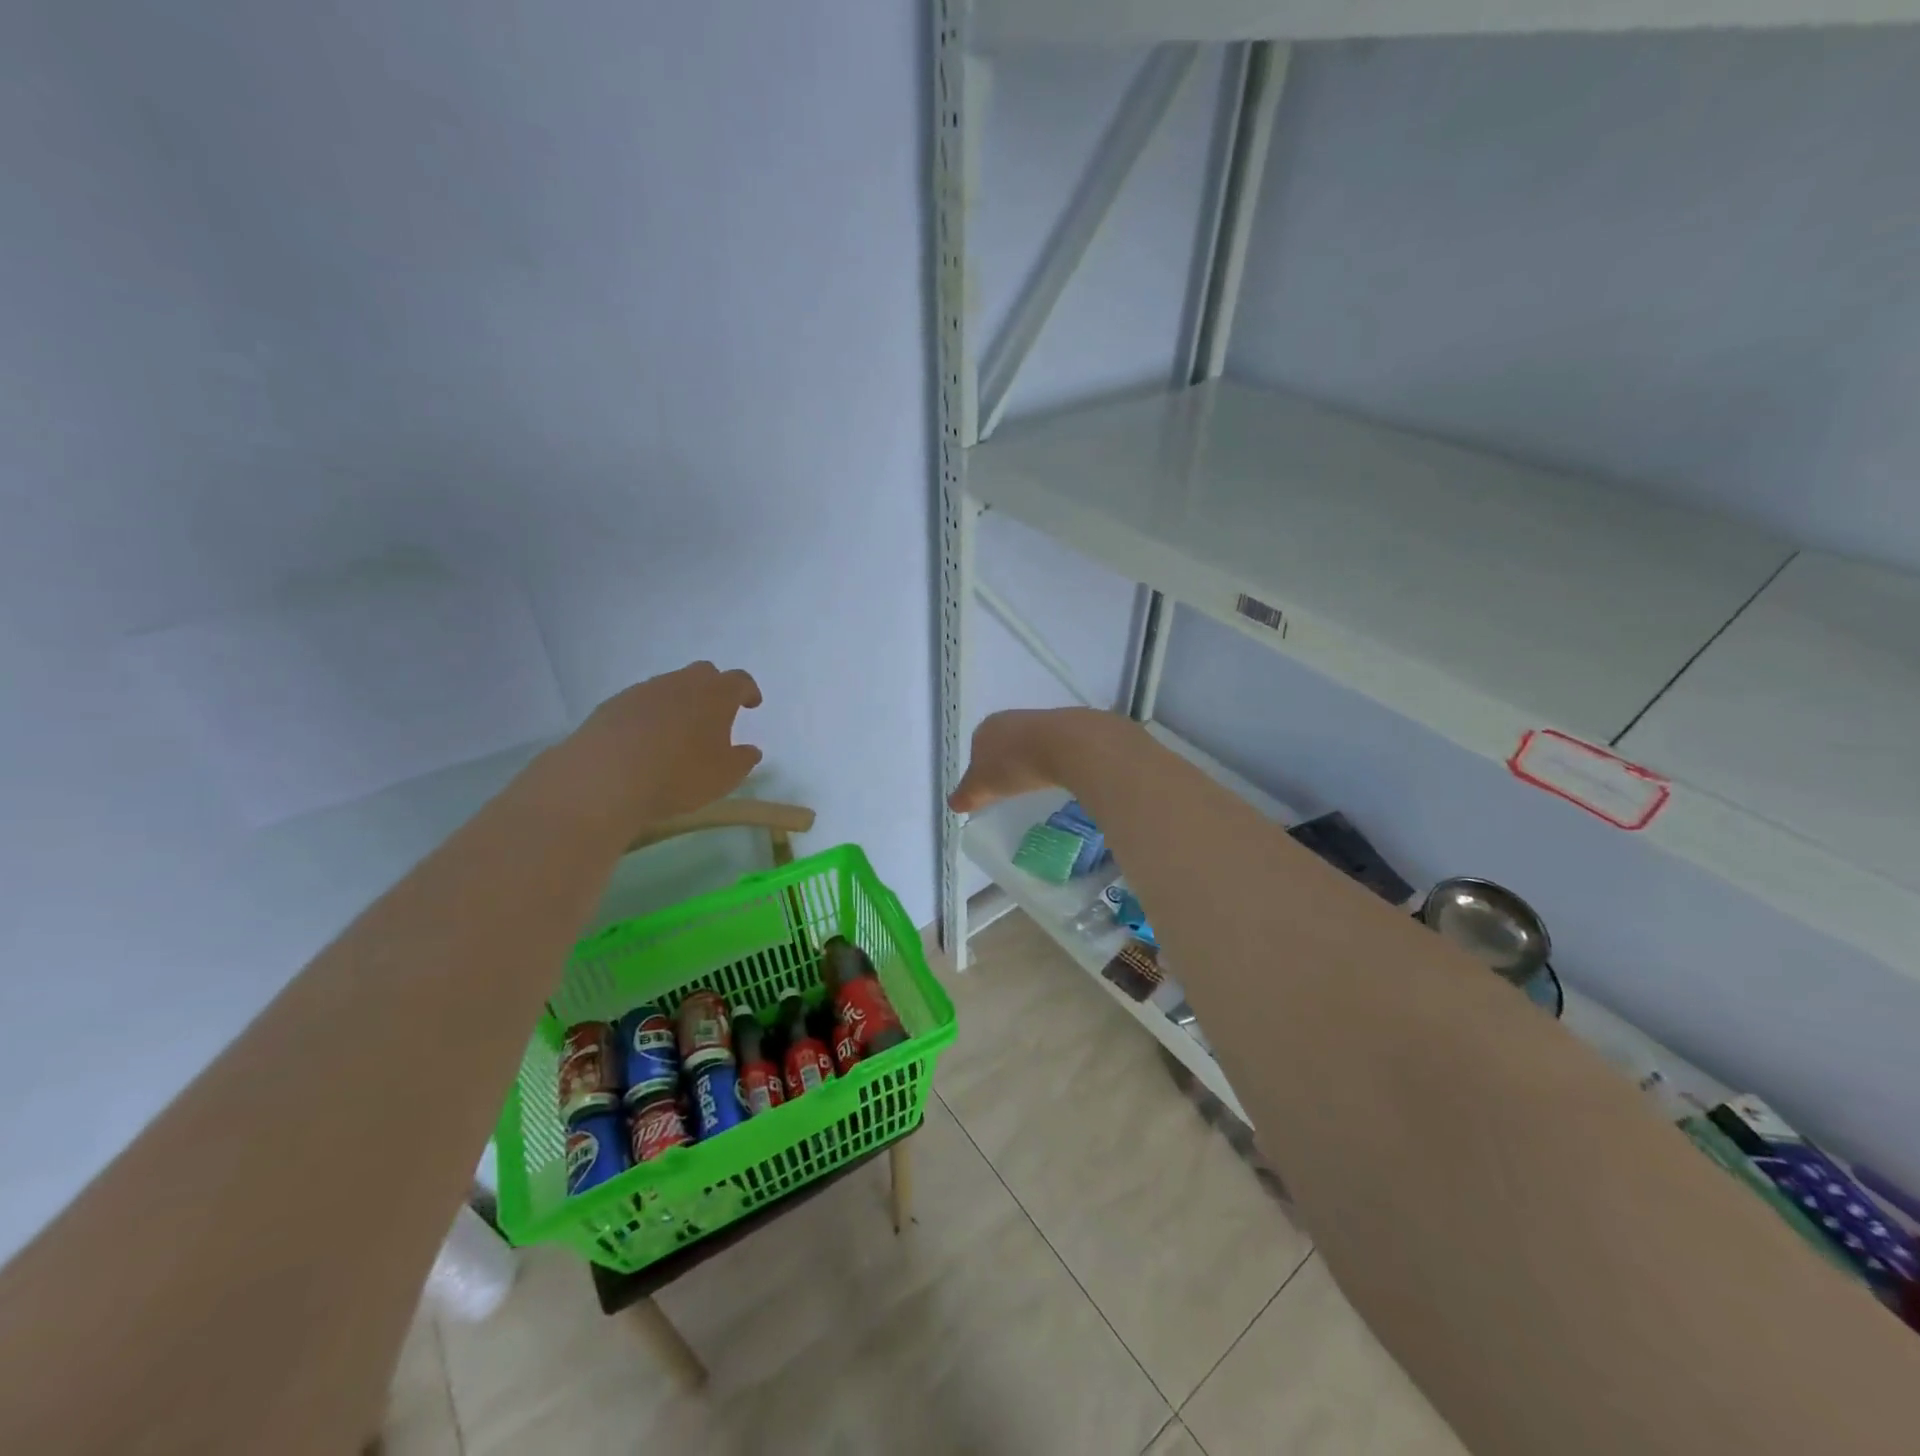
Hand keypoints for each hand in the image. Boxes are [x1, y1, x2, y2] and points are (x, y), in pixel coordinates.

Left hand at [546, 662, 763, 830]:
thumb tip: (750, 750)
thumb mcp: (725, 776)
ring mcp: (643, 690)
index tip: (751, 704)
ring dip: (679, 702)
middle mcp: (681, 683)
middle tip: (715, 714)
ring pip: (669, 686)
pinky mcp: (613, 704)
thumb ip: (743, 760)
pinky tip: (645, 741)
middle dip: (713, 689)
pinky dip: (650, 715)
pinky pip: (641, 703)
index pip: (739, 681)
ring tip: (678, 732)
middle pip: (703, 673)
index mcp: (715, 694)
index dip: (748, 691)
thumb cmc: (679, 774)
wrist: (605, 777)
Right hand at [950, 707, 1124, 813]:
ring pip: (1029, 743)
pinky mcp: (1069, 726)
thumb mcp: (983, 786)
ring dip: (1030, 760)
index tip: (989, 789)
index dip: (980, 770)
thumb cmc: (1015, 765)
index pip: (976, 748)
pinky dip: (1052, 760)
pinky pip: (1053, 747)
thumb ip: (967, 795)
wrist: (1066, 745)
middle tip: (1012, 788)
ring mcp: (1041, 719)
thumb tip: (953, 803)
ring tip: (1036, 784)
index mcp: (986, 728)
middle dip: (1006, 763)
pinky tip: (1057, 775)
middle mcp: (1011, 718)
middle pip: (1003, 744)